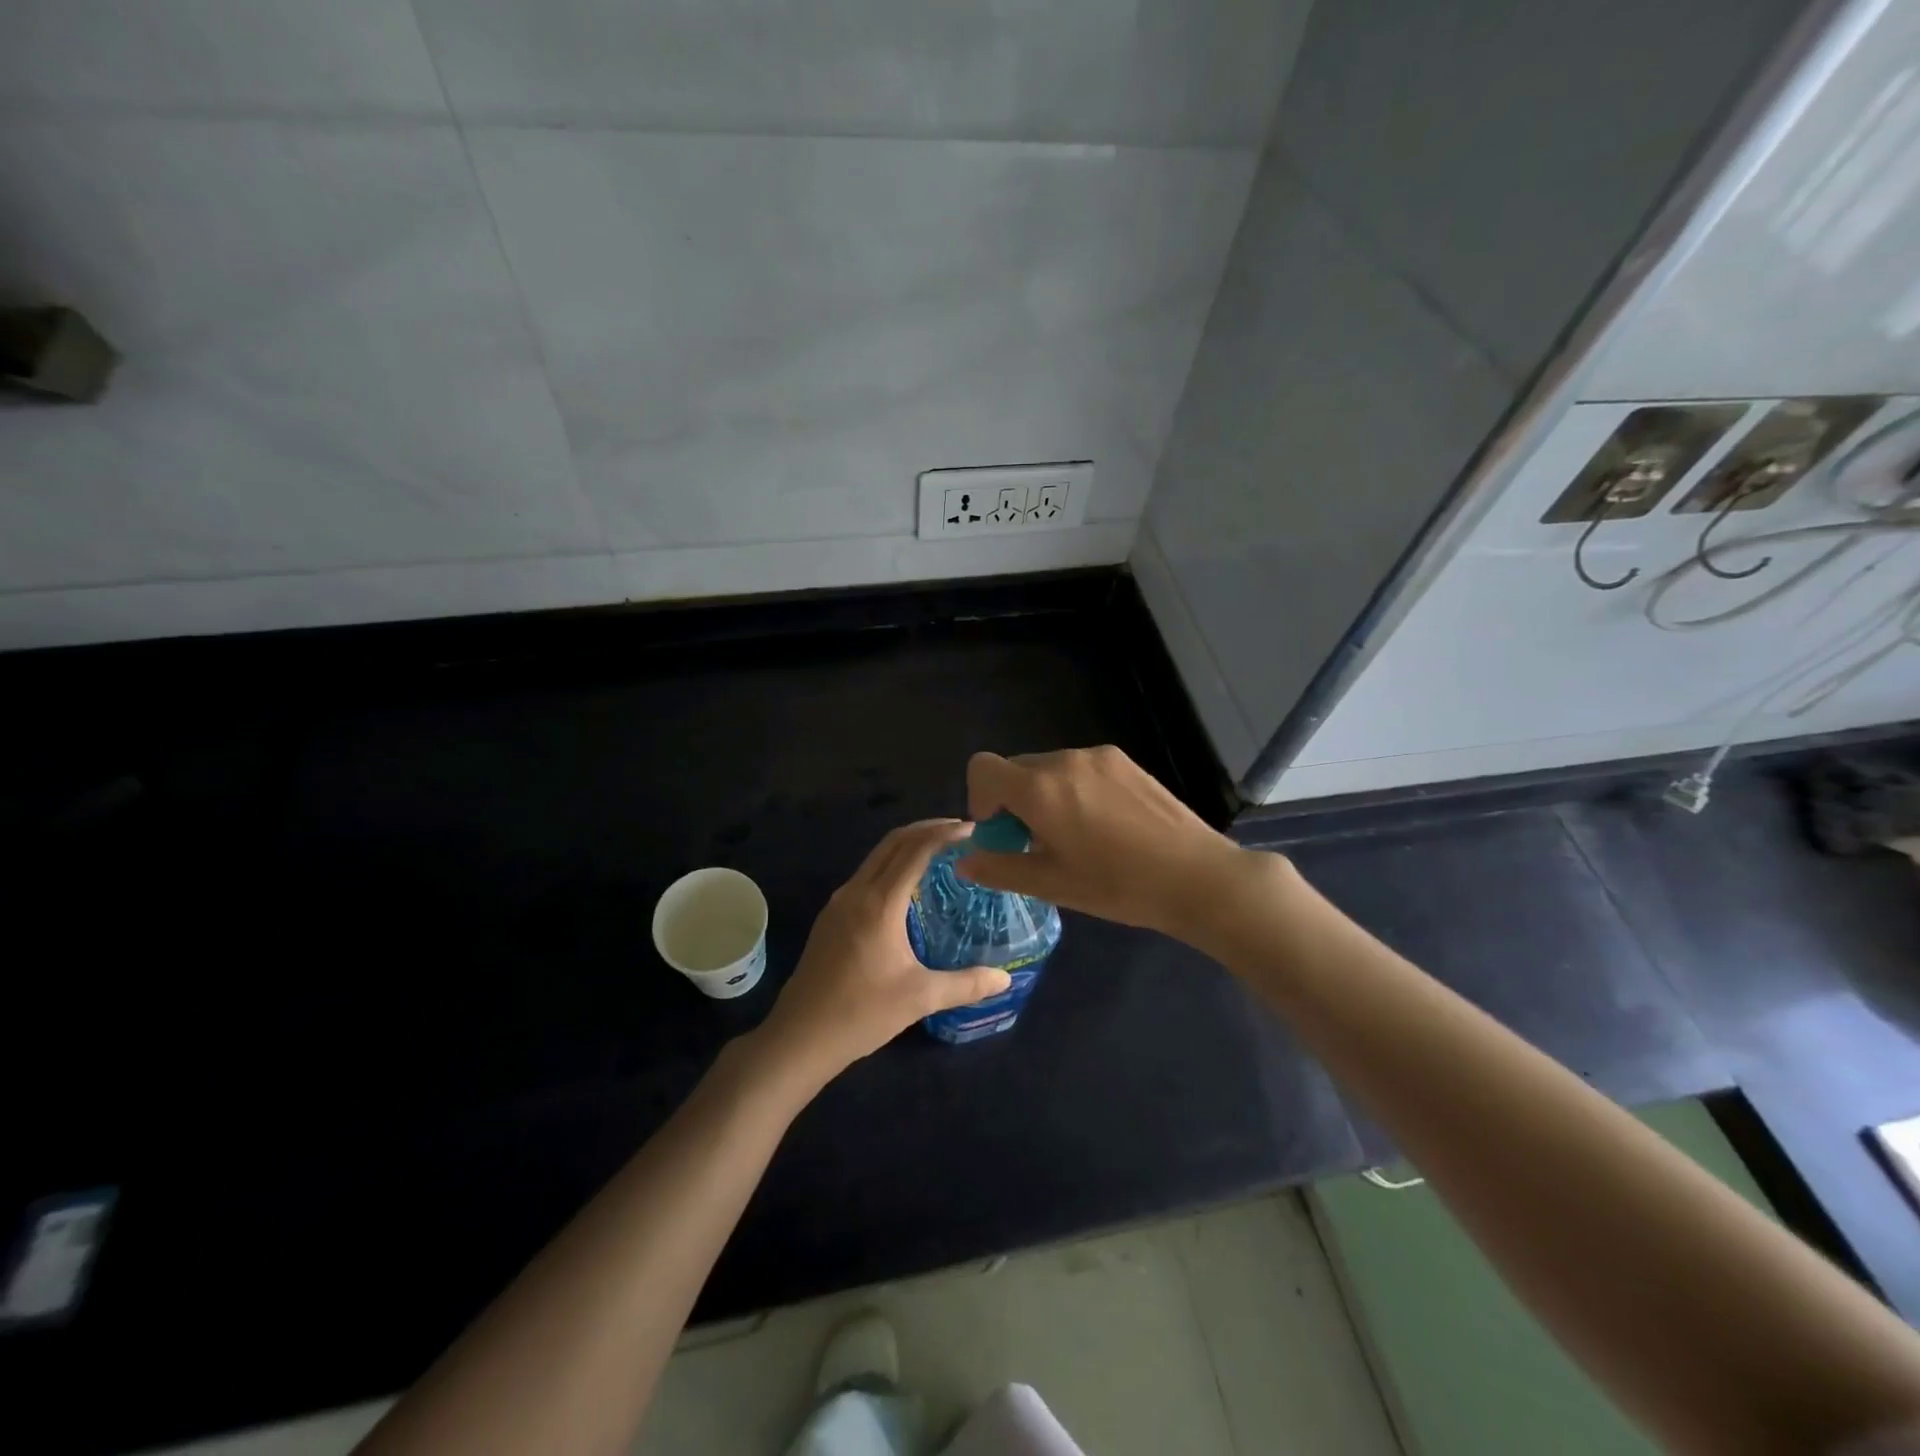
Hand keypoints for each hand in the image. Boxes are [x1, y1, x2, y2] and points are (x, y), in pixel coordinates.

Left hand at [755, 820, 1011, 1085]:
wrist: (799, 1037)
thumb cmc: (861, 1014)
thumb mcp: (920, 999)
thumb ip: (966, 984)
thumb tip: (1005, 979)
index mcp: (879, 903)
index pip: (915, 849)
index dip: (944, 833)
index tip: (972, 828)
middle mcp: (856, 892)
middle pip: (893, 842)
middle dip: (927, 829)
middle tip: (960, 831)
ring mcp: (838, 903)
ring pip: (876, 857)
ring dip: (907, 846)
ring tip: (939, 853)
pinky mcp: (830, 917)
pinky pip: (866, 875)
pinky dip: (891, 865)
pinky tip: (908, 887)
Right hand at [958, 746, 1249, 942]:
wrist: (1196, 876)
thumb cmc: (1118, 886)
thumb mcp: (1052, 884)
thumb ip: (1000, 868)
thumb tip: (964, 860)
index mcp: (1039, 789)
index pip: (983, 767)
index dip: (979, 797)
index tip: (1001, 830)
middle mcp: (1064, 760)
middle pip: (1016, 768)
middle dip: (1013, 800)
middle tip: (1037, 841)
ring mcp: (1097, 756)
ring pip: (1049, 767)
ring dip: (1044, 794)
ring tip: (1076, 834)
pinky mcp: (1124, 760)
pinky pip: (1080, 767)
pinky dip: (1074, 788)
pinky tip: (1104, 823)